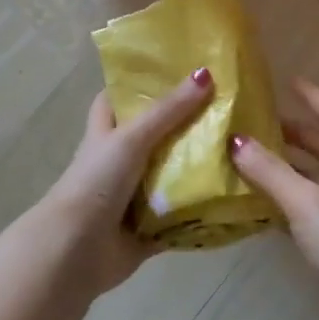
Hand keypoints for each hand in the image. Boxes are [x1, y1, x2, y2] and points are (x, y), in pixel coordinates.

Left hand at [39, 68, 214, 294]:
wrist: (75, 250)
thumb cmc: (96, 182)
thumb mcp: (131, 138)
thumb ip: (168, 110)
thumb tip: (206, 72)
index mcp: (107, 133)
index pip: (120, 97)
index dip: (143, 83)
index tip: (180, 69)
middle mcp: (120, 161)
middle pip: (156, 136)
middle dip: (188, 126)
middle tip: (229, 108)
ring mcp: (135, 196)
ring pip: (172, 175)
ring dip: (200, 168)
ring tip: (243, 147)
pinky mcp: (150, 227)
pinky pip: (182, 215)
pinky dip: (203, 209)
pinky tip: (236, 196)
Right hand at [229, 78, 318, 314]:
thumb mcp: (305, 203)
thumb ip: (271, 173)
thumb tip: (236, 140)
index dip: (314, 96)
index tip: (288, 82)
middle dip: (290, 129)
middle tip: (255, 123)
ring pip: (308, 173)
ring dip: (282, 162)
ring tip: (247, 157)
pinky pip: (300, 202)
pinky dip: (279, 194)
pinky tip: (255, 201)